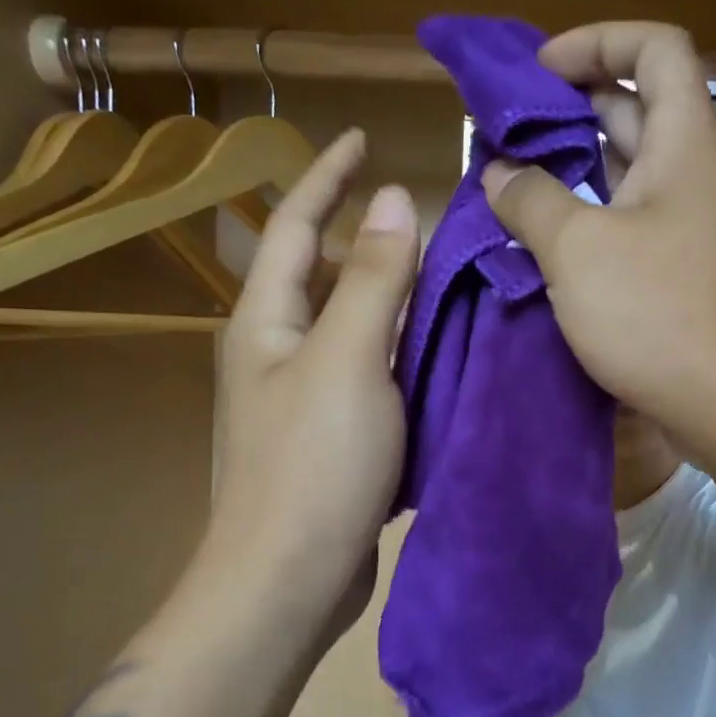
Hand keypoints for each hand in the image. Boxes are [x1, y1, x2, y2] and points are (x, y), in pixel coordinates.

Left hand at [189, 128, 418, 646]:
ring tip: (449, 272)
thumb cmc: (313, 464)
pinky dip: (403, 347)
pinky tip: (444, 346)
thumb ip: (374, 279)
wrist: (289, 578)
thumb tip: (394, 198)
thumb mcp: (348, 360)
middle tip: (429, 213)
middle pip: (324, 273)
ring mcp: (305, 395)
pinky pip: (372, 369)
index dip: (327, 177)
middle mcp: (278, 349)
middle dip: (366, 235)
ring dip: (393, 294)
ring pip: (354, 324)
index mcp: (267, 321)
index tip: (365, 137)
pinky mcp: (334, 434)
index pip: (293, 224)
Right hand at [481, 22, 715, 458]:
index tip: (539, 72)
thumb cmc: (662, 315)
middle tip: (504, 133)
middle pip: (633, 108)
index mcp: (683, 142)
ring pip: (624, 174)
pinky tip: (538, 243)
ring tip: (506, 185)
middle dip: (568, 108)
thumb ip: (530, 200)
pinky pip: (625, 226)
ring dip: (569, 170)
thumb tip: (499, 173)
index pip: (655, 48)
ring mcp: (686, 228)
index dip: (597, 41)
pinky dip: (583, 222)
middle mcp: (690, 175)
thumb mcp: (579, 250)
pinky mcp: (676, 275)